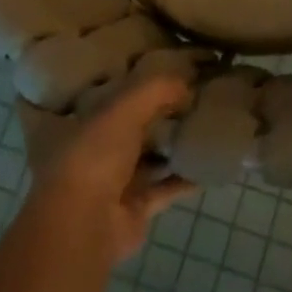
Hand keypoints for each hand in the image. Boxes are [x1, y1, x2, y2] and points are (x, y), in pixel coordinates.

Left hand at [19, 75, 195, 263]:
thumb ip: (157, 88)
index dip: (133, 78)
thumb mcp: (124, 107)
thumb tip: (186, 84)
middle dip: (159, 112)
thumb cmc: (94, 155)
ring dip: (173, 144)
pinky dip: (186, 177)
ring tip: (206, 124)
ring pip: (149, 155)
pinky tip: (210, 163)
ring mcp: (114, 180)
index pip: (107, 92)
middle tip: (193, 93)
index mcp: (81, 121)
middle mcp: (94, 149)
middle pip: (131, 124)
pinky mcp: (135, 206)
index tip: (163, 66)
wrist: (85, 225)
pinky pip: (166, 187)